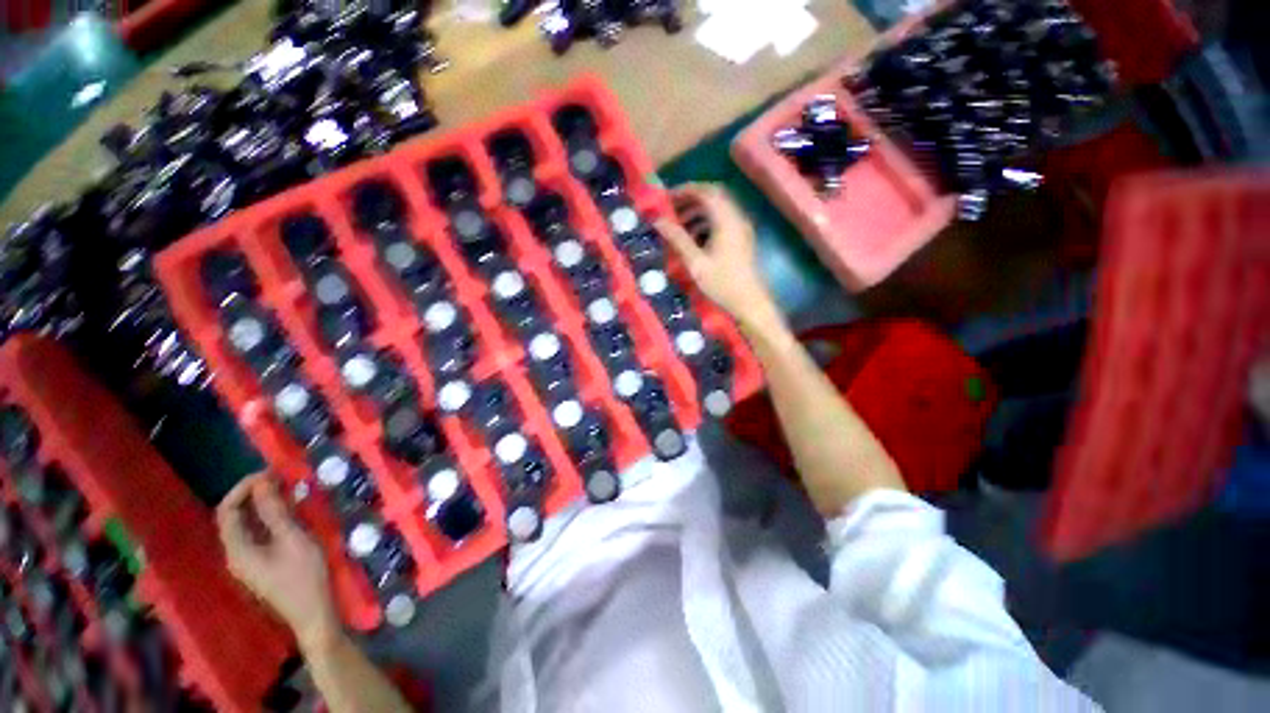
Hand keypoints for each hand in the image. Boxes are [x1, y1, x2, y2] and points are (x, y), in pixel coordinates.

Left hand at [217, 475, 338, 649]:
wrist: (313, 614)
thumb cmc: (304, 576)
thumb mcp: (293, 540)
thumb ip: (276, 512)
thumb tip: (263, 481)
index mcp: (237, 549)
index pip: (227, 510)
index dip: (243, 488)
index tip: (270, 473)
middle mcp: (235, 554)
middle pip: (233, 518)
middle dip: (253, 495)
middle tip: (282, 479)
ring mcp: (247, 562)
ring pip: (246, 526)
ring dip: (263, 506)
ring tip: (288, 492)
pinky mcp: (260, 565)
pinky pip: (257, 535)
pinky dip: (269, 519)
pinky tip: (289, 514)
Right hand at [656, 184, 779, 330]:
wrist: (749, 302)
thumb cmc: (722, 284)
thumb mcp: (696, 263)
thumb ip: (678, 239)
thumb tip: (658, 221)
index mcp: (726, 221)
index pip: (706, 192)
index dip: (685, 190)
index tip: (666, 198)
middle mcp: (736, 218)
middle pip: (713, 197)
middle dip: (690, 199)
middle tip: (671, 210)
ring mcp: (741, 228)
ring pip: (718, 209)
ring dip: (697, 212)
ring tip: (678, 227)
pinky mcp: (741, 239)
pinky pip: (722, 221)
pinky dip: (706, 223)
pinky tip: (693, 239)